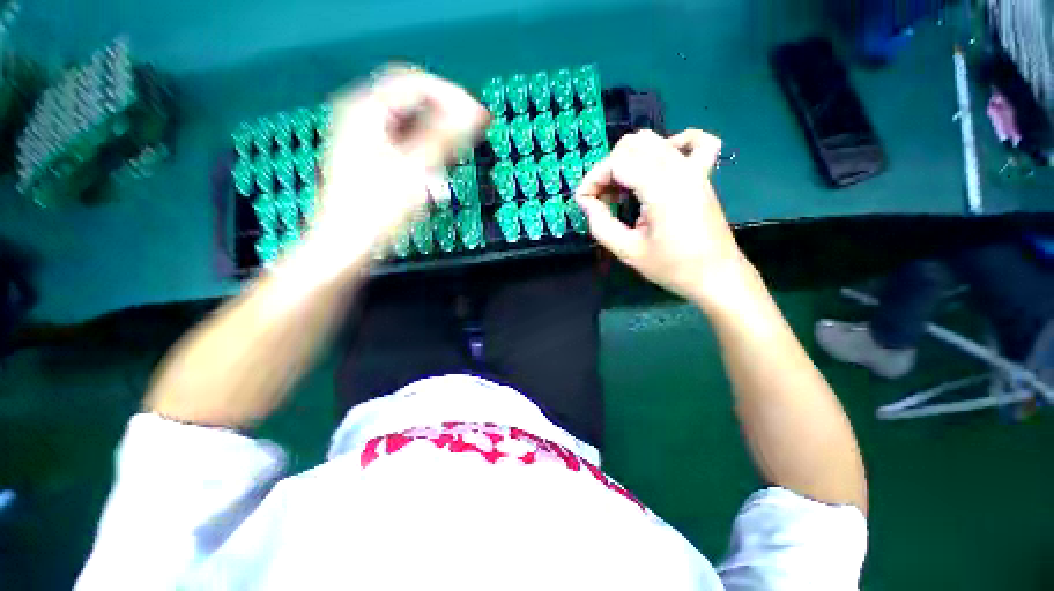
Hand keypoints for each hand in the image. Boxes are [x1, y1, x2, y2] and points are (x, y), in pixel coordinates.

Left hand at [307, 66, 488, 269]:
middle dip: (444, 113)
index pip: (416, 83)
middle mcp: (361, 114)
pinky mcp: (368, 155)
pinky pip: (402, 139)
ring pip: (408, 120)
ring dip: (435, 132)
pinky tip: (435, 166)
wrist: (348, 243)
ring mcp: (362, 135)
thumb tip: (474, 114)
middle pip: (411, 99)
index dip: (452, 96)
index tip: (479, 116)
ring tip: (456, 151)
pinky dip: (423, 147)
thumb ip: (445, 138)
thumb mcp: (416, 170)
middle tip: (470, 133)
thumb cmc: (378, 208)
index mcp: (366, 109)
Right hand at [574, 129, 748, 305]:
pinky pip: (692, 141)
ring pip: (652, 140)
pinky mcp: (703, 173)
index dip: (593, 179)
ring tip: (622, 190)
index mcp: (660, 188)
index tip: (584, 202)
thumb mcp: (627, 251)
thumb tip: (585, 202)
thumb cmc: (672, 267)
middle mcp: (678, 168)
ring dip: (628, 160)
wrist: (715, 275)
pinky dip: (671, 144)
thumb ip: (600, 224)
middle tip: (602, 200)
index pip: (616, 163)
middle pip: (630, 146)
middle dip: (607, 170)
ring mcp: (694, 167)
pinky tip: (659, 165)